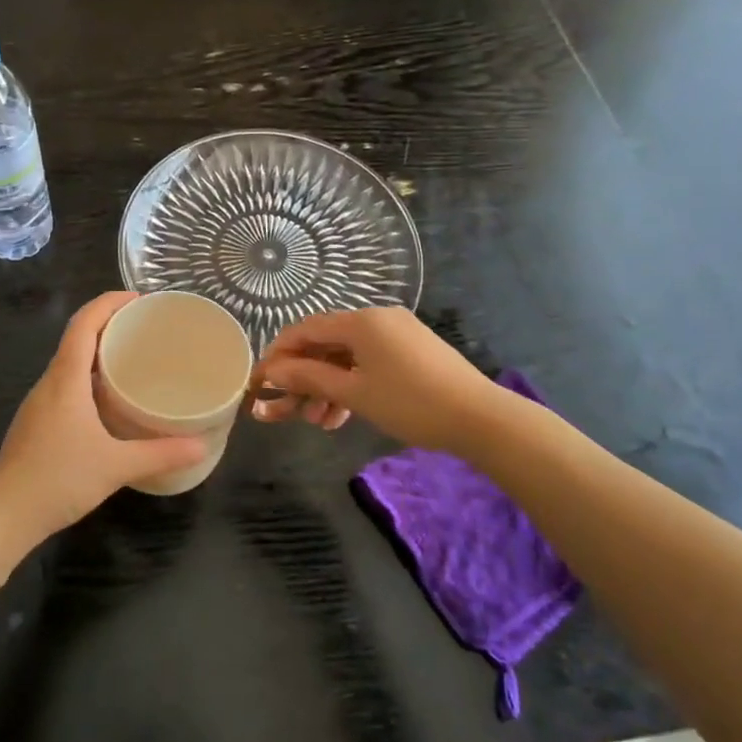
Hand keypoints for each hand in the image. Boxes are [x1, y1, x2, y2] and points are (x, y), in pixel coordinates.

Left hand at [0, 292, 207, 543]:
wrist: (4, 515)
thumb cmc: (58, 479)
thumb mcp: (116, 466)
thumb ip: (161, 453)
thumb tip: (202, 446)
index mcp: (66, 378)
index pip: (84, 323)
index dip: (109, 302)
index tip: (139, 298)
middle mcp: (50, 382)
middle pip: (76, 337)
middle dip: (109, 324)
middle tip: (145, 329)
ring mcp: (39, 403)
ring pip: (69, 363)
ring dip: (97, 352)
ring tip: (133, 360)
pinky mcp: (37, 423)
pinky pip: (65, 385)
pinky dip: (88, 378)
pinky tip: (109, 401)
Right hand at [251, 306, 497, 452]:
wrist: (481, 419)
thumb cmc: (411, 403)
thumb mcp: (354, 393)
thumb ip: (308, 379)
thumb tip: (270, 372)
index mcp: (361, 321)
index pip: (304, 329)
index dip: (277, 355)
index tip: (260, 382)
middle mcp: (376, 320)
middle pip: (324, 345)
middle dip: (301, 378)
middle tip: (283, 411)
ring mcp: (396, 335)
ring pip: (346, 358)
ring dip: (325, 387)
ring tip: (315, 421)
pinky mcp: (411, 353)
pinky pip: (368, 364)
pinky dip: (350, 386)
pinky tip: (340, 416)